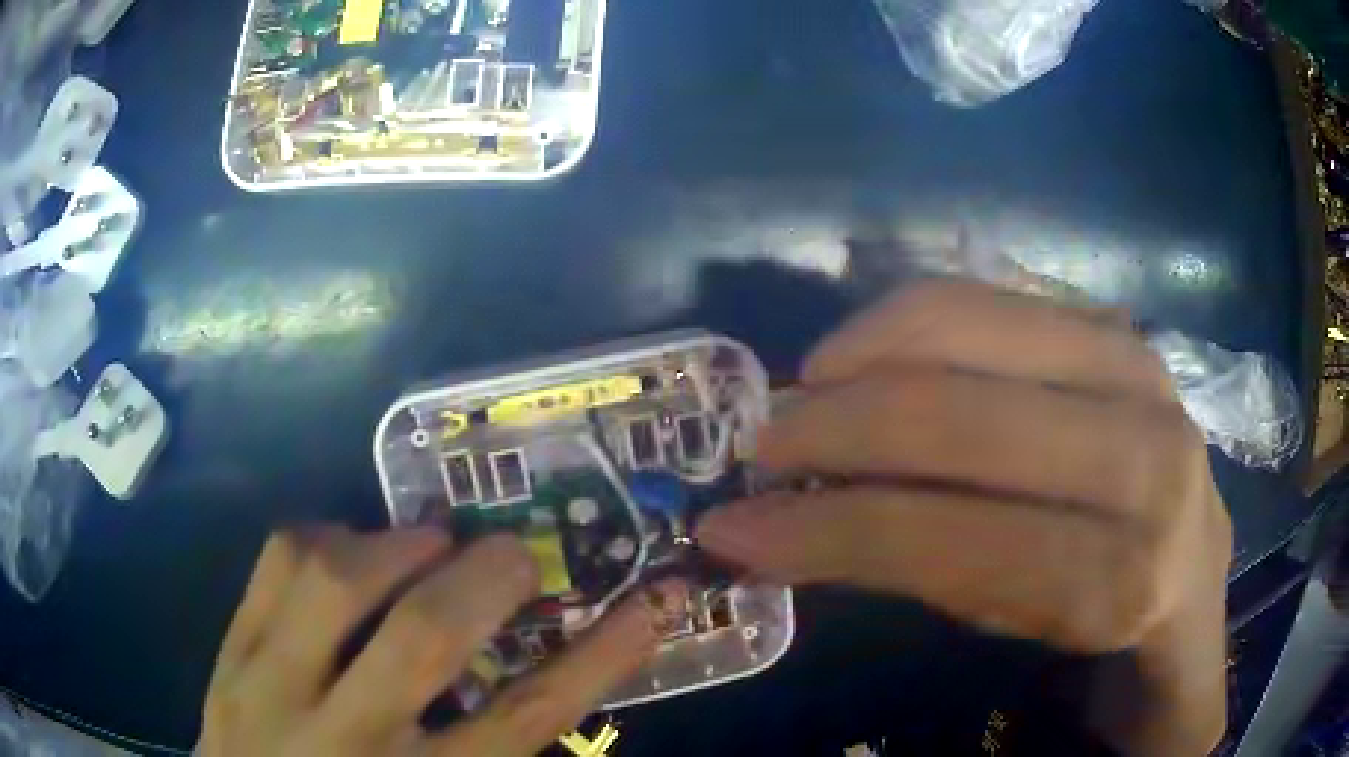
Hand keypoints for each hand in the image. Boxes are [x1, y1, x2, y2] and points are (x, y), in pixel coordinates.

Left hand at [200, 528, 659, 756]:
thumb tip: (551, 699)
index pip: (525, 719)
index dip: (596, 659)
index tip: (644, 606)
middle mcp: (346, 740)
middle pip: (427, 638)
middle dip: (490, 576)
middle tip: (515, 554)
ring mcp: (272, 688)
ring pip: (337, 582)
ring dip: (399, 545)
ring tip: (428, 543)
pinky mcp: (228, 655)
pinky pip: (275, 565)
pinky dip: (324, 537)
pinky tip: (345, 549)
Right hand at [697, 280, 1231, 754]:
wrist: (1189, 556)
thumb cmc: (1100, 615)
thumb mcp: (1012, 631)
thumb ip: (916, 581)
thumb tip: (778, 536)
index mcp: (1125, 575)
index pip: (953, 541)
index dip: (828, 535)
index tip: (733, 529)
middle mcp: (1147, 458)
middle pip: (961, 420)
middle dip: (833, 431)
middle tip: (762, 447)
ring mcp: (1140, 370)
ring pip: (971, 330)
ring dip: (861, 358)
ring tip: (806, 392)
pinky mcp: (1117, 325)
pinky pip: (994, 296)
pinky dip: (909, 316)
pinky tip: (866, 350)